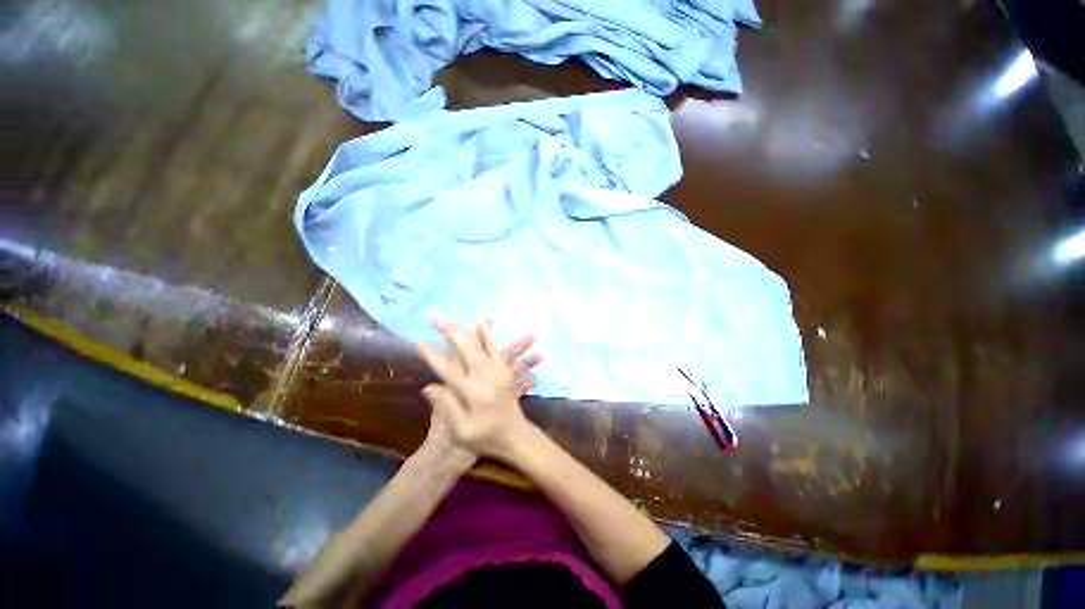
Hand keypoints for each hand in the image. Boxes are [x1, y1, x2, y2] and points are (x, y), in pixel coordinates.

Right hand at [418, 317, 541, 458]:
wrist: (516, 437)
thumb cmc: (487, 439)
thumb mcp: (462, 433)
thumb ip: (447, 408)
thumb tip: (428, 386)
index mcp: (473, 393)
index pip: (448, 369)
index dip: (432, 355)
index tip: (419, 342)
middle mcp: (486, 377)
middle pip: (467, 348)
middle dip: (449, 331)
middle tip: (433, 318)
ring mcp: (499, 373)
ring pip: (484, 345)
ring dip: (471, 330)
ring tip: (464, 318)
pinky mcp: (505, 372)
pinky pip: (498, 350)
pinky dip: (490, 337)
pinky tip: (486, 325)